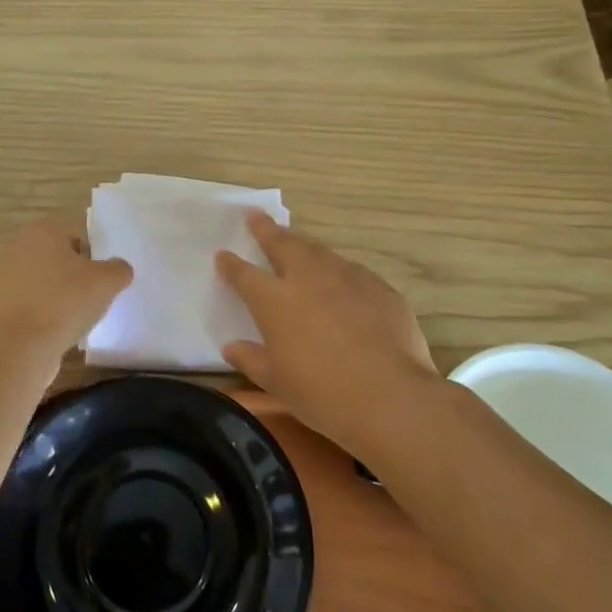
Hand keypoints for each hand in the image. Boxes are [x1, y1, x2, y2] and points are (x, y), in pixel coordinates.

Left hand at [0, 214, 132, 362]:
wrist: (14, 348)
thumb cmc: (62, 302)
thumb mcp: (106, 282)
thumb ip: (119, 269)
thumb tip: (117, 269)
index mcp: (43, 229)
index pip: (79, 233)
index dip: (96, 255)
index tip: (105, 279)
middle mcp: (18, 247)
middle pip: (60, 258)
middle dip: (78, 276)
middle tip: (95, 298)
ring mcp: (4, 278)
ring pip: (46, 283)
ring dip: (62, 298)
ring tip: (77, 320)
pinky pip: (32, 306)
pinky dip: (45, 317)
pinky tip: (57, 334)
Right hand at [217, 212, 436, 457]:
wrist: (389, 396)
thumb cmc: (321, 394)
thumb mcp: (275, 383)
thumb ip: (250, 359)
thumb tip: (231, 347)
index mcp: (274, 301)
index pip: (244, 274)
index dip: (231, 264)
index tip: (222, 254)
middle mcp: (307, 279)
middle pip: (283, 245)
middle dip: (266, 229)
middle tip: (256, 215)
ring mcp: (347, 278)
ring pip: (319, 251)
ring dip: (303, 244)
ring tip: (296, 241)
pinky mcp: (379, 288)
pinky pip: (352, 271)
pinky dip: (338, 270)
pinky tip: (341, 279)